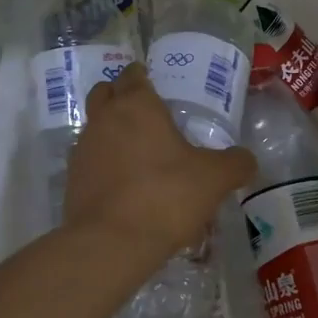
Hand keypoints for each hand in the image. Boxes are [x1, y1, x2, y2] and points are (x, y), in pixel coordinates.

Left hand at [64, 63, 257, 263]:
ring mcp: (83, 150)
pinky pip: (90, 161)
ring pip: (95, 127)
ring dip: (111, 132)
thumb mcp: (215, 178)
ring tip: (138, 153)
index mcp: (137, 106)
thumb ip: (235, 164)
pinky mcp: (72, 181)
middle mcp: (104, 119)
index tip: (156, 85)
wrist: (112, 243)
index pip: (134, 75)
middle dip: (121, 96)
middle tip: (146, 114)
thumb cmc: (166, 196)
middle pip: (105, 93)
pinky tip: (125, 184)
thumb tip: (245, 160)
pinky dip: (104, 164)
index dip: (143, 76)